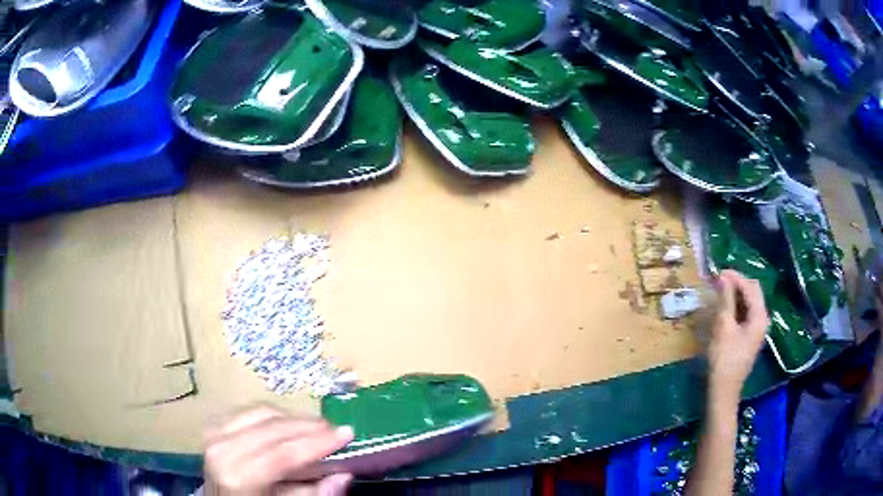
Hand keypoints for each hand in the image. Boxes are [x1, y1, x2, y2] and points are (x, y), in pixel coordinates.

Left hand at [204, 405, 353, 495]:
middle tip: (336, 429)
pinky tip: (290, 425)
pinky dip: (274, 415)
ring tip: (317, 428)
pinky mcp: (214, 425)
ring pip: (261, 413)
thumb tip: (343, 475)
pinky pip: (249, 411)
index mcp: (238, 477)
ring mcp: (214, 433)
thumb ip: (313, 494)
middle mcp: (222, 450)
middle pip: (272, 428)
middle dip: (308, 427)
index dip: (317, 442)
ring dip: (293, 419)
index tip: (346, 433)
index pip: (282, 453)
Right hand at [708, 270, 769, 398]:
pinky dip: (735, 307)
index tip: (718, 273)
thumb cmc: (724, 358)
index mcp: (759, 316)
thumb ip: (726, 300)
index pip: (750, 287)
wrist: (723, 390)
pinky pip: (745, 314)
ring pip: (749, 303)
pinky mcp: (749, 337)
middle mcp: (762, 320)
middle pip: (752, 293)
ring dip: (735, 295)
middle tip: (718, 282)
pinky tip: (724, 308)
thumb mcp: (723, 327)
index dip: (735, 277)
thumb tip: (723, 276)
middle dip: (736, 284)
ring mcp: (757, 329)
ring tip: (719, 292)